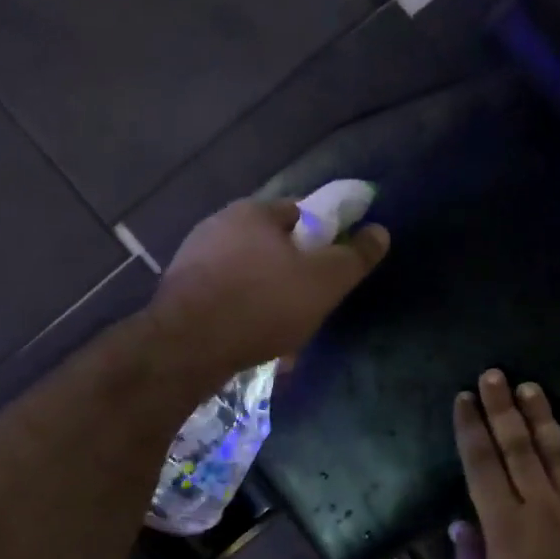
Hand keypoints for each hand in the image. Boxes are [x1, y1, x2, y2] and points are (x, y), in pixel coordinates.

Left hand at [154, 198, 389, 382]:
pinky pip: (225, 299)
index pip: (299, 212)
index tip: (331, 268)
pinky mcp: (179, 294)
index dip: (322, 237)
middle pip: (271, 246)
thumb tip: (380, 232)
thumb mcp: (324, 281)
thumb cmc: (262, 304)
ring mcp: (193, 259)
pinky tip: (253, 342)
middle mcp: (218, 226)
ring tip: (283, 333)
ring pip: (248, 276)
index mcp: (253, 212)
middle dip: (293, 274)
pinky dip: (243, 315)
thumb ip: (354, 257)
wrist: (187, 347)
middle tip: (310, 305)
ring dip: (268, 299)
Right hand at [452, 370, 559, 558]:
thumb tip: (461, 520)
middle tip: (494, 374)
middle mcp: (542, 507)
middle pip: (518, 446)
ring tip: (531, 388)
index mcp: (504, 527)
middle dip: (502, 408)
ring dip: (543, 418)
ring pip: (559, 453)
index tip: (464, 399)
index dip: (471, 428)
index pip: (482, 464)